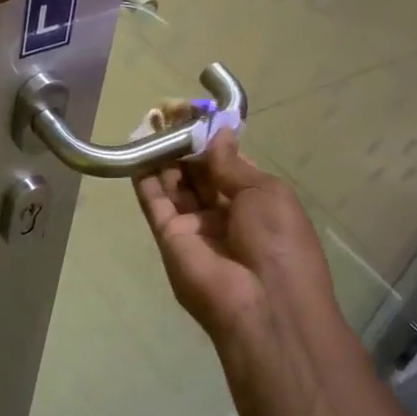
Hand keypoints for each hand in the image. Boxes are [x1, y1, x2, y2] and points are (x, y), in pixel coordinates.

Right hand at [133, 131, 337, 344]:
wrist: (263, 303)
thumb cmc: (278, 242)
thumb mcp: (266, 192)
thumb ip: (231, 163)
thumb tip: (217, 133)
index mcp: (255, 201)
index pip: (227, 164)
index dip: (212, 139)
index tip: (195, 112)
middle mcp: (222, 212)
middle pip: (197, 172)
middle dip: (184, 143)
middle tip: (167, 111)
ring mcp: (194, 225)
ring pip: (174, 184)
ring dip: (163, 155)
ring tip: (151, 123)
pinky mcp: (168, 236)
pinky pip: (155, 202)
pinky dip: (145, 177)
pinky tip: (138, 149)